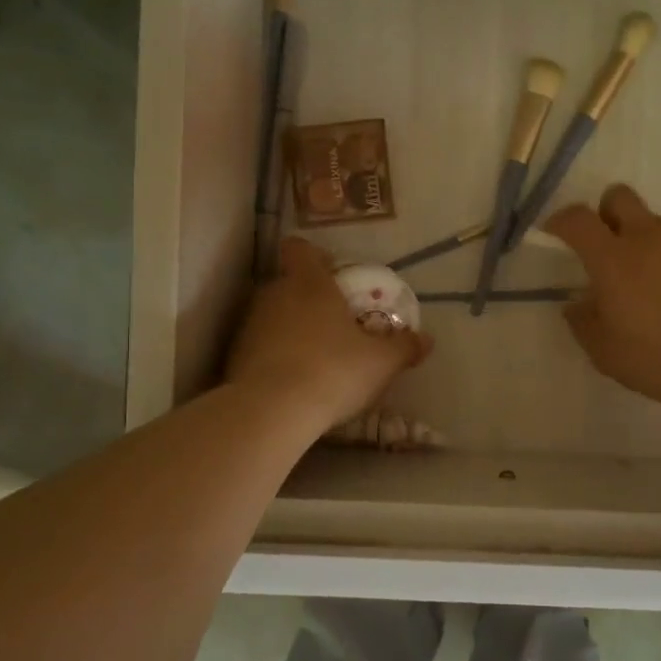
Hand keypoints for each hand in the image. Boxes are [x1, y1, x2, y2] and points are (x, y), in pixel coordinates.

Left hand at [226, 238, 431, 428]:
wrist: (272, 411)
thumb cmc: (333, 371)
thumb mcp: (381, 362)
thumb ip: (404, 347)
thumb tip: (426, 340)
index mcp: (309, 283)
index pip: (300, 248)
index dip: (315, 257)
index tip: (333, 275)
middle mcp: (274, 294)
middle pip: (288, 283)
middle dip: (309, 299)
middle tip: (334, 323)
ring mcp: (250, 325)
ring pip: (272, 316)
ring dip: (290, 329)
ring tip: (314, 357)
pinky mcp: (234, 357)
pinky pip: (259, 347)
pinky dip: (274, 357)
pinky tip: (293, 381)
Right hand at [545, 184, 660, 414]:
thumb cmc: (655, 359)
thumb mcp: (603, 351)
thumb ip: (583, 321)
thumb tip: (578, 304)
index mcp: (612, 259)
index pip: (577, 219)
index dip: (562, 220)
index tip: (557, 233)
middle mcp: (649, 238)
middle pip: (620, 197)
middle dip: (607, 213)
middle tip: (609, 247)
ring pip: (657, 225)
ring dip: (647, 245)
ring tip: (657, 287)